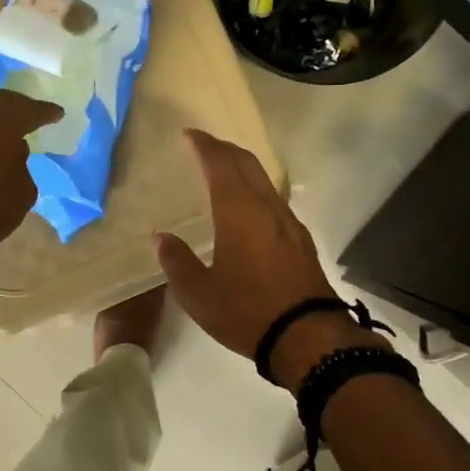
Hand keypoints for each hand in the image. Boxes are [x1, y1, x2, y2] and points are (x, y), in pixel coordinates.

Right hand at [155, 129, 346, 363]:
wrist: (307, 336)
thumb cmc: (246, 311)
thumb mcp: (198, 294)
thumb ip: (177, 261)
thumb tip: (162, 238)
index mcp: (239, 211)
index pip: (220, 164)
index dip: (204, 145)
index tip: (189, 134)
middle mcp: (266, 207)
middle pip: (247, 164)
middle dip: (224, 149)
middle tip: (204, 146)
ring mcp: (289, 223)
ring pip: (264, 181)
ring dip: (242, 169)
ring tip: (223, 173)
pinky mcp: (301, 241)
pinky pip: (274, 201)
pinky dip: (255, 191)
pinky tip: (248, 209)